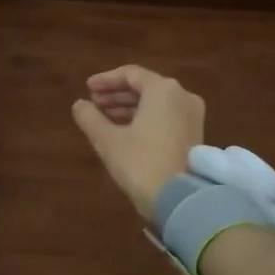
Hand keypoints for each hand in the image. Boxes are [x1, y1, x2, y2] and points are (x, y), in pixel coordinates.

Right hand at [72, 65, 203, 220]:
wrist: (180, 200)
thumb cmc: (141, 163)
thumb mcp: (108, 140)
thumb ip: (90, 118)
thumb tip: (79, 104)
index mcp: (163, 90)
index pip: (131, 74)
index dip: (106, 80)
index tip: (87, 88)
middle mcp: (182, 96)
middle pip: (145, 87)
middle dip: (117, 94)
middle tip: (94, 102)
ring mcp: (192, 115)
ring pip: (156, 103)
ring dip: (130, 107)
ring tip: (105, 117)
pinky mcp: (195, 134)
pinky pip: (166, 116)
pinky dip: (145, 118)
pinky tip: (126, 130)